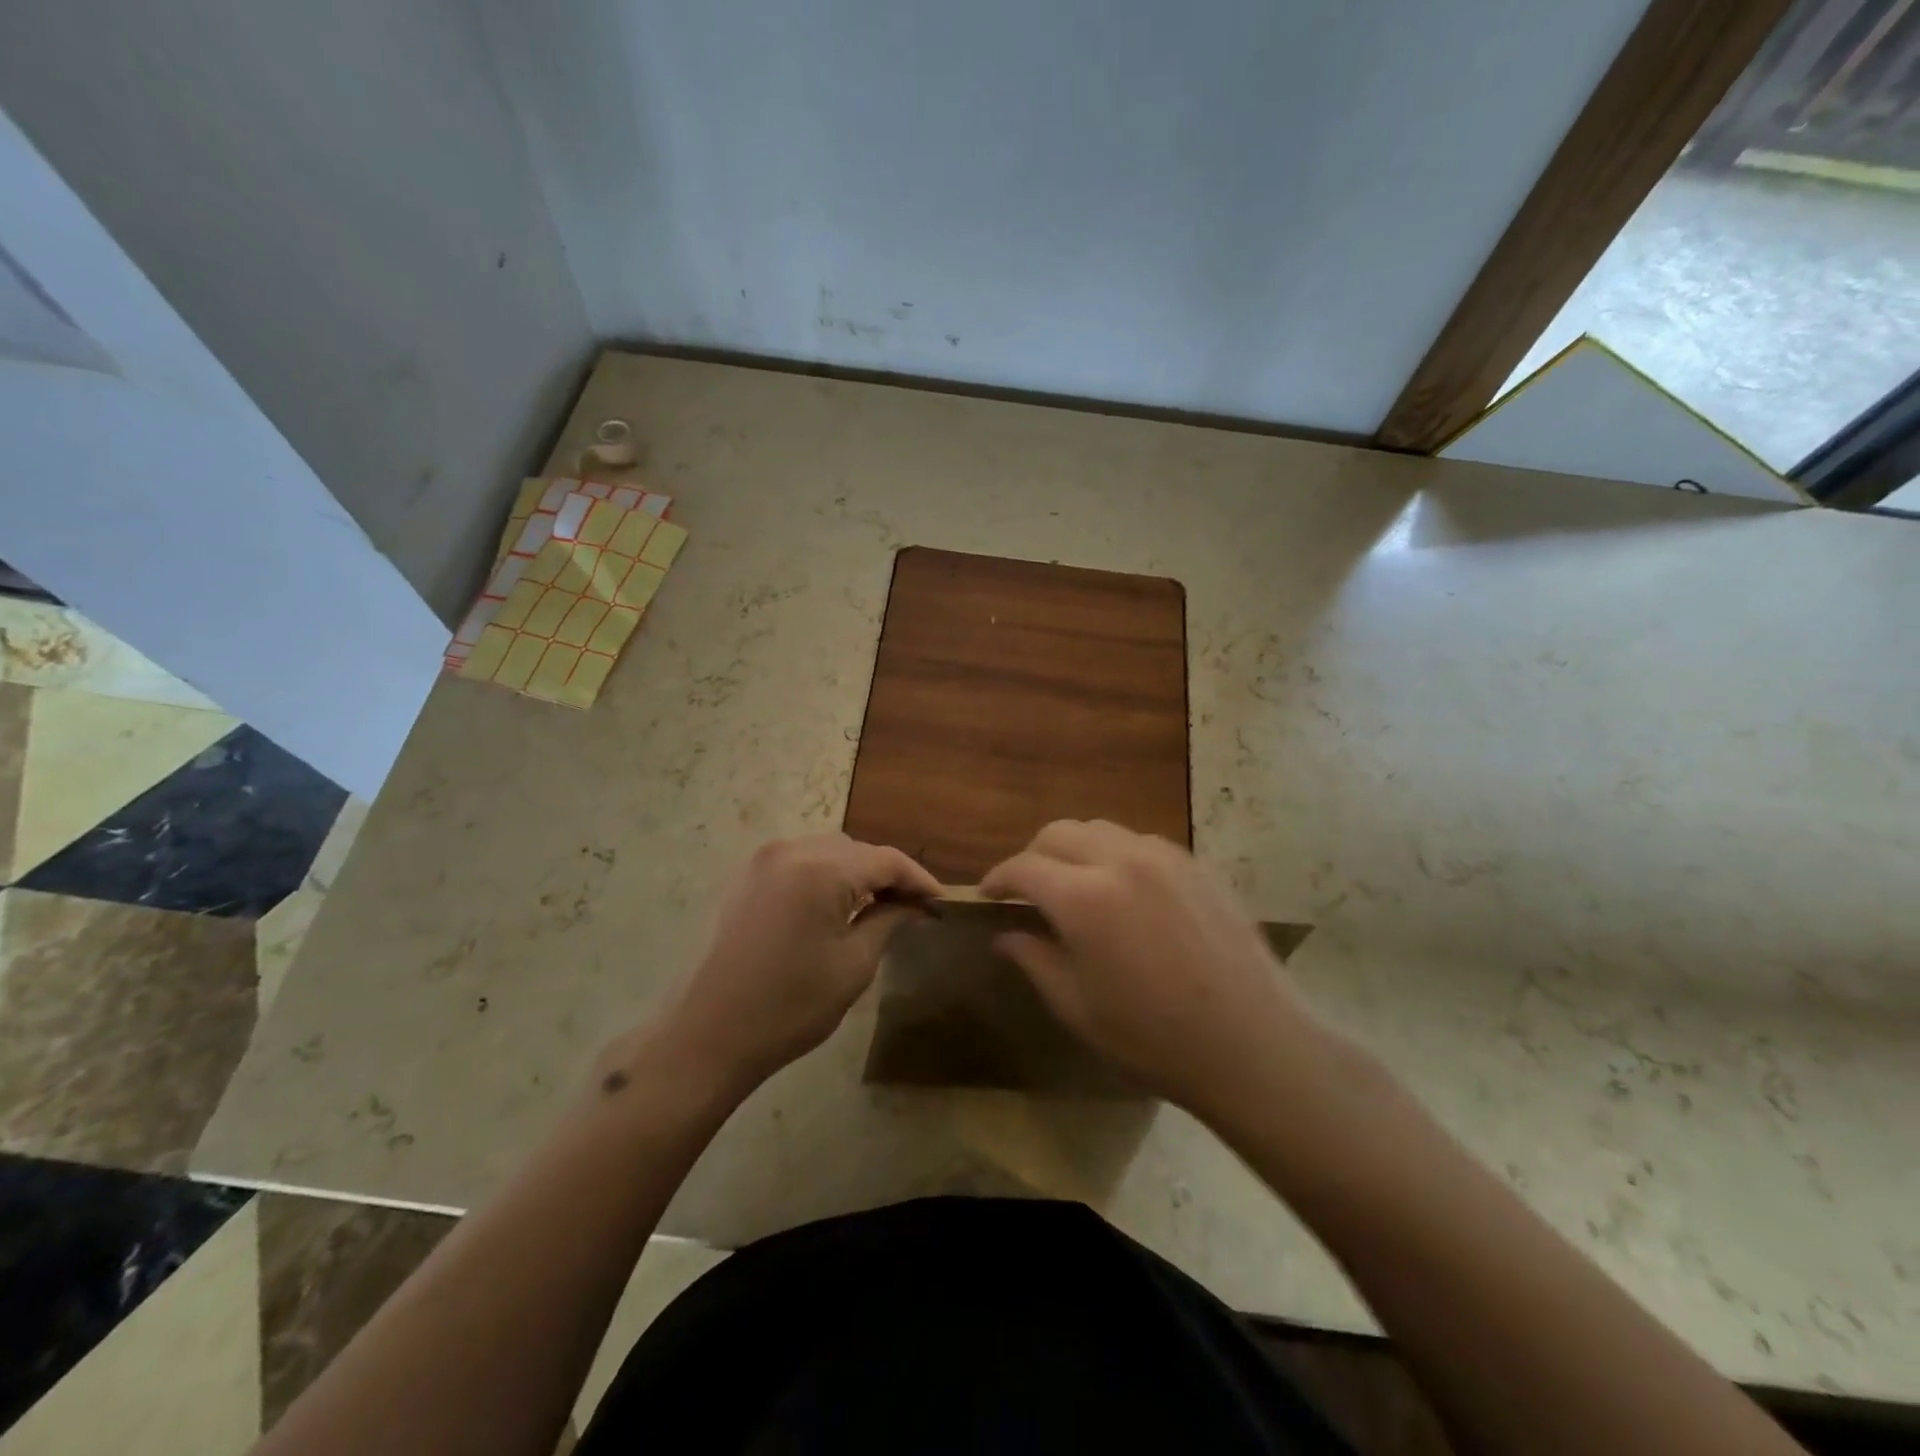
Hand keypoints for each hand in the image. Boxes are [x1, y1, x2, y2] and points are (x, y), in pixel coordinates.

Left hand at [659, 834, 940, 1094]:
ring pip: (829, 852)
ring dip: (857, 873)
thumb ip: (889, 921)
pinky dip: (827, 875)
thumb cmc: (792, 1005)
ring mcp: (764, 860)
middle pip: (857, 850)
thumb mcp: (854, 964)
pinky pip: (801, 862)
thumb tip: (916, 905)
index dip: (918, 879)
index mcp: (822, 869)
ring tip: (879, 906)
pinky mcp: (748, 877)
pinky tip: (837, 904)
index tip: (940, 902)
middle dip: (887, 874)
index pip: (886, 860)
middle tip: (912, 908)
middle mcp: (792, 850)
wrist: (711, 1034)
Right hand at [981, 820, 1325, 1118]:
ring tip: (1072, 884)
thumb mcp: (1078, 1008)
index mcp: (1085, 897)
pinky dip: (1114, 853)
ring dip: (1074, 849)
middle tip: (1026, 888)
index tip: (986, 894)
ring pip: (1100, 829)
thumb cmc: (1154, 1038)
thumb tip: (1004, 935)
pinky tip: (1121, 888)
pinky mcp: (1195, 865)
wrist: (1253, 1043)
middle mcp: (1122, 860)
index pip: (1024, 867)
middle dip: (1033, 855)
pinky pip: (1139, 841)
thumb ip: (1034, 960)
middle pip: (1059, 832)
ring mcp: (1164, 857)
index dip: (998, 878)